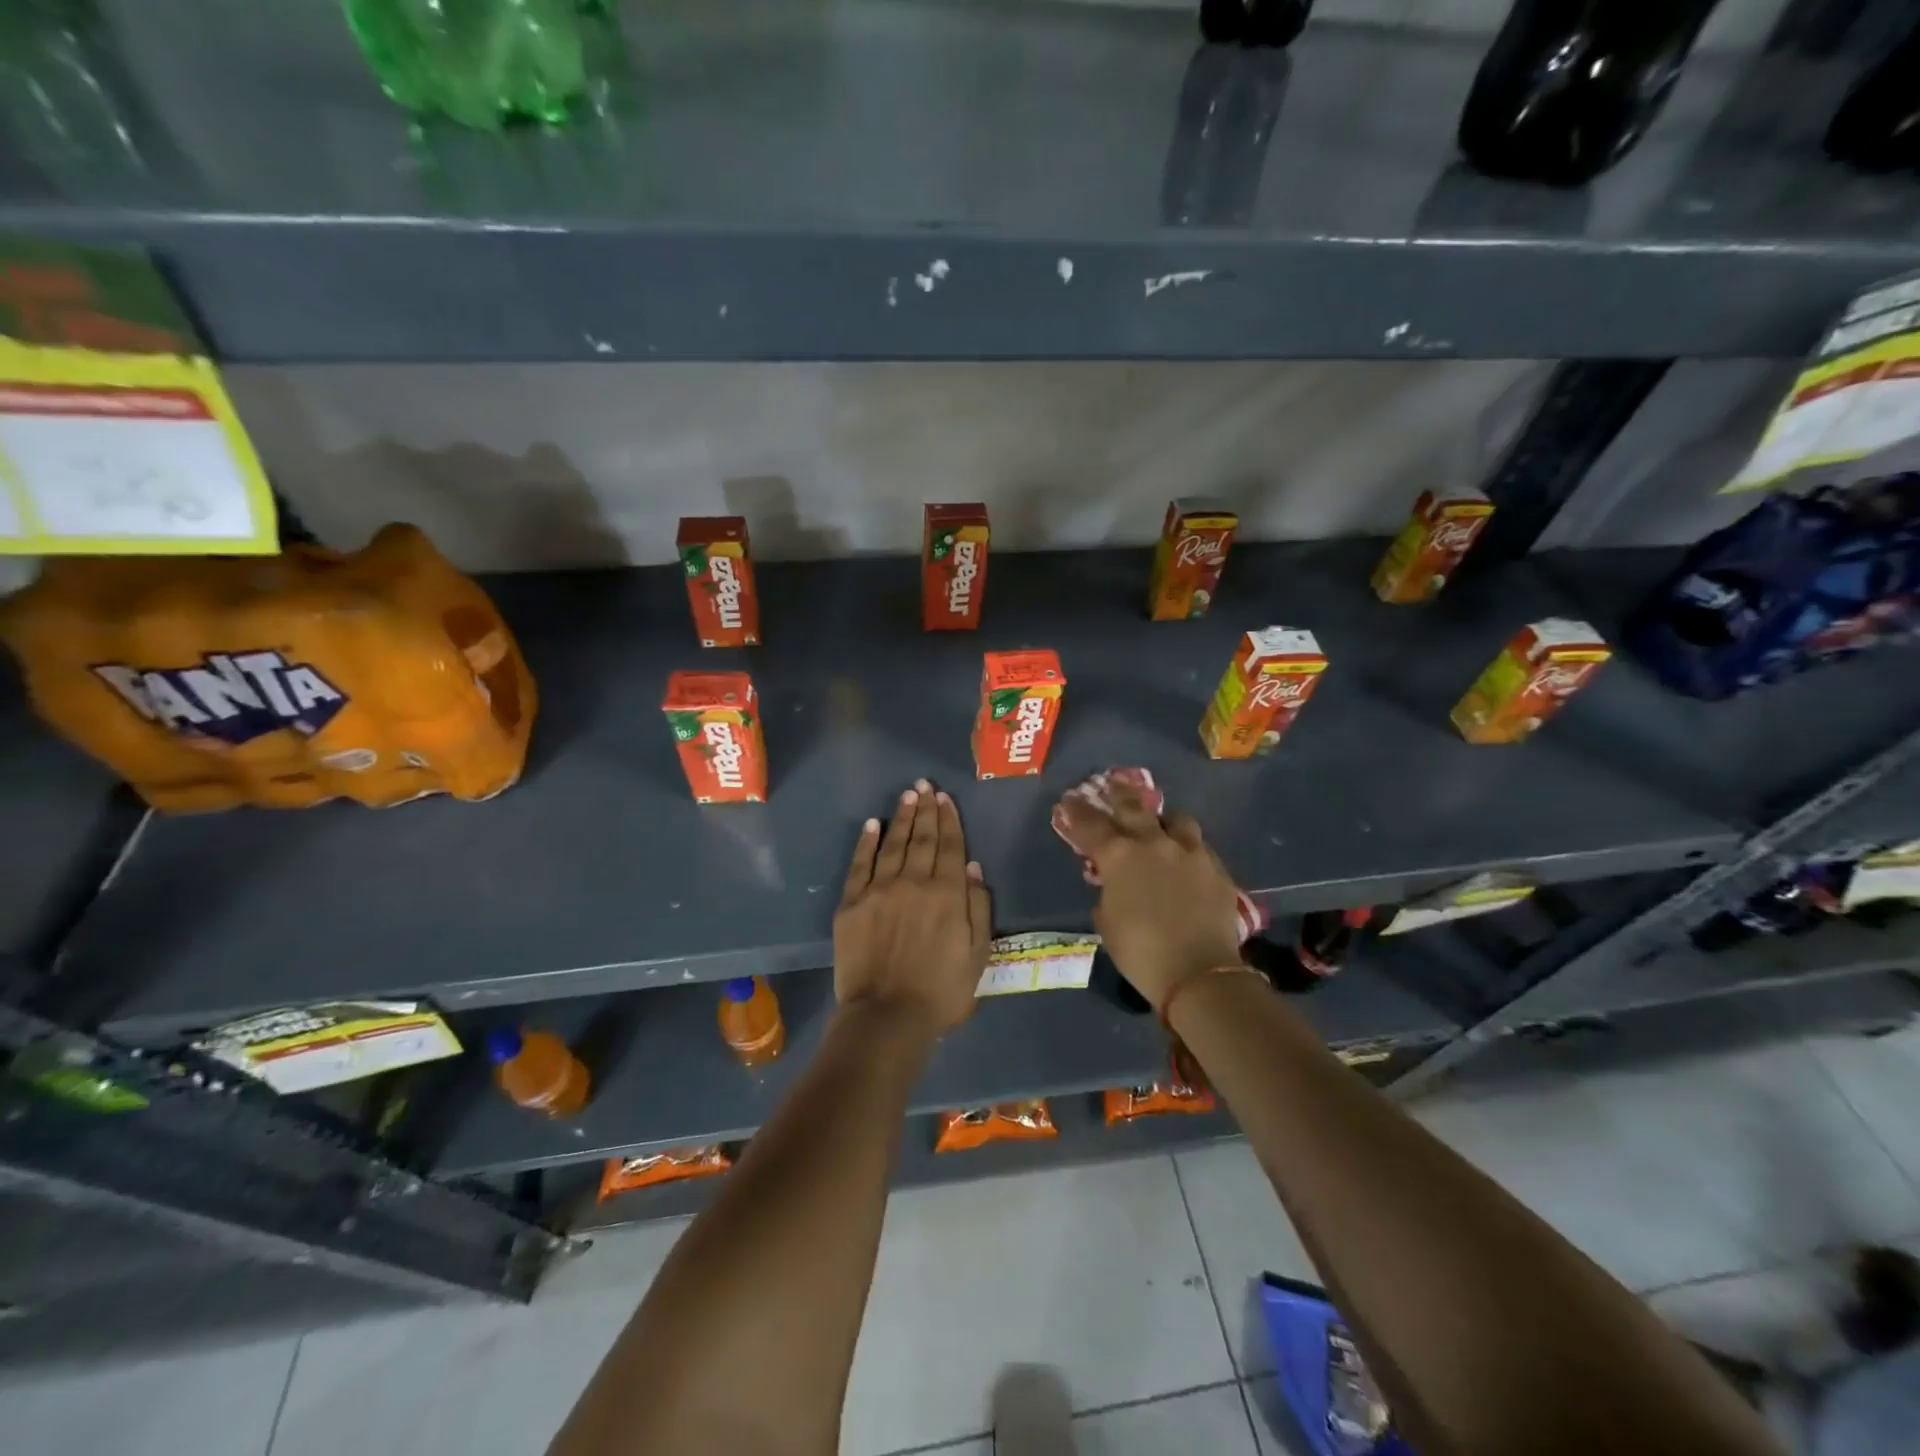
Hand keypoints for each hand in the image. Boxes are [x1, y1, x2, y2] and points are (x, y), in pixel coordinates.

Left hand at [834, 779, 991, 1034]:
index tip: (946, 799)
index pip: (950, 846)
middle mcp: (913, 882)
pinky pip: (860, 864)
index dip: (949, 820)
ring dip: (901, 818)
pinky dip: (867, 842)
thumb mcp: (978, 954)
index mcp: (947, 894)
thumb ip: (977, 907)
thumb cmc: (942, 991)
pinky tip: (872, 824)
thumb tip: (971, 866)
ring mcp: (879, 890)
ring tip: (908, 795)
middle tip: (926, 785)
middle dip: (926, 810)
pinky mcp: (852, 903)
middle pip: (922, 839)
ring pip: (893, 844)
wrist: (887, 1016)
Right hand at [1057, 781, 1242, 1013]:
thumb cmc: (1140, 952)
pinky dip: (1188, 848)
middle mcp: (1154, 843)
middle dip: (1118, 794)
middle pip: (1133, 807)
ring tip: (1160, 825)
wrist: (1199, 973)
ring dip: (1163, 820)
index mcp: (1120, 856)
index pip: (1091, 825)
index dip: (1076, 812)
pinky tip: (1186, 859)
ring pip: (1176, 819)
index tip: (1068, 801)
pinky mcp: (1217, 868)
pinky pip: (1200, 847)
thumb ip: (1107, 895)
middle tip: (1111, 784)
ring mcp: (1190, 852)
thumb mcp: (1108, 923)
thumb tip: (1112, 886)